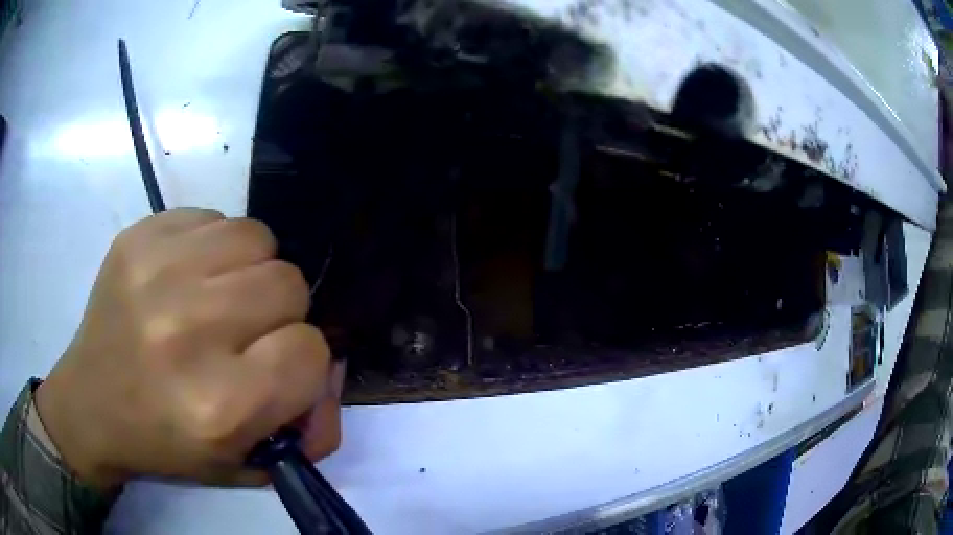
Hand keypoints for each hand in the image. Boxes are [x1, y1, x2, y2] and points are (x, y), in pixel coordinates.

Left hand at [35, 209, 342, 488]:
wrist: (91, 406)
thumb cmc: (168, 443)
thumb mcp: (247, 464)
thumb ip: (311, 429)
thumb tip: (332, 369)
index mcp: (219, 404)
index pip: (311, 351)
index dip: (303, 361)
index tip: (275, 368)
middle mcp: (187, 331)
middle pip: (288, 283)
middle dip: (279, 312)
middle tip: (244, 333)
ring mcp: (157, 271)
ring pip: (256, 237)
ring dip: (249, 270)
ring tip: (216, 298)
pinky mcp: (137, 236)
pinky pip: (212, 218)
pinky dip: (212, 245)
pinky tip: (184, 277)